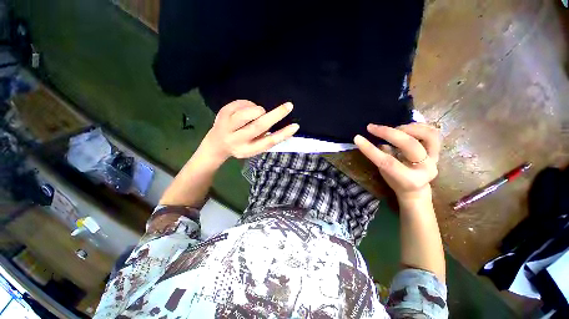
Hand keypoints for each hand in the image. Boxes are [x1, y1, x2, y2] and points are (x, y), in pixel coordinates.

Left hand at [202, 100, 298, 161]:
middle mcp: (236, 140)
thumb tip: (280, 125)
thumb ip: (265, 139)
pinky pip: (241, 103)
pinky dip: (249, 104)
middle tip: (288, 106)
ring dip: (259, 110)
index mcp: (247, 150)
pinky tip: (247, 110)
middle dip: (276, 115)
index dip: (282, 134)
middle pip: (258, 126)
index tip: (295, 126)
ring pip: (249, 113)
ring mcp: (227, 126)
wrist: (216, 144)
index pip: (268, 142)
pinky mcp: (222, 114)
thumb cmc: (240, 146)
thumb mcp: (253, 147)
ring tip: (258, 113)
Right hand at [354, 123, 440, 201]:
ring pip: (429, 134)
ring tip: (394, 128)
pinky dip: (418, 126)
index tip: (357, 138)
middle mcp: (425, 169)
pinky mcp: (437, 151)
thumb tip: (378, 141)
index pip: (387, 161)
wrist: (415, 189)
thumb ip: (381, 158)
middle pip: (410, 145)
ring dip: (408, 127)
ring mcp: (435, 158)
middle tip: (373, 128)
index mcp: (409, 179)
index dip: (370, 149)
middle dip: (388, 133)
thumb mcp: (384, 173)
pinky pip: (433, 132)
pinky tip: (405, 127)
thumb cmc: (396, 182)